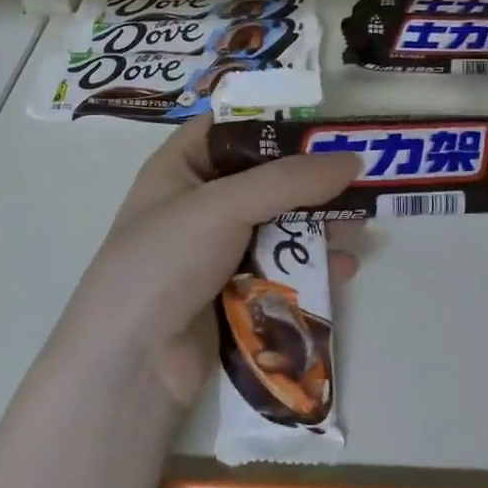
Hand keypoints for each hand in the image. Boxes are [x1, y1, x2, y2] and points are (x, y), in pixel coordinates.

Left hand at [55, 116, 362, 407]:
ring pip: (279, 226)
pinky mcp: (234, 293)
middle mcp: (198, 204)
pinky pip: (281, 268)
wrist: (129, 365)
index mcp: (180, 167)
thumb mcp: (222, 206)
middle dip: (310, 183)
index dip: (275, 122)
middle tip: (358, 182)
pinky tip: (341, 269)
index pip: (230, 127)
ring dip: (318, 226)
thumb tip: (352, 159)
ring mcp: (216, 251)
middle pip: (265, 179)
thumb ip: (289, 180)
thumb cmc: (164, 262)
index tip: (326, 127)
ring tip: (357, 229)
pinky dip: (311, 266)